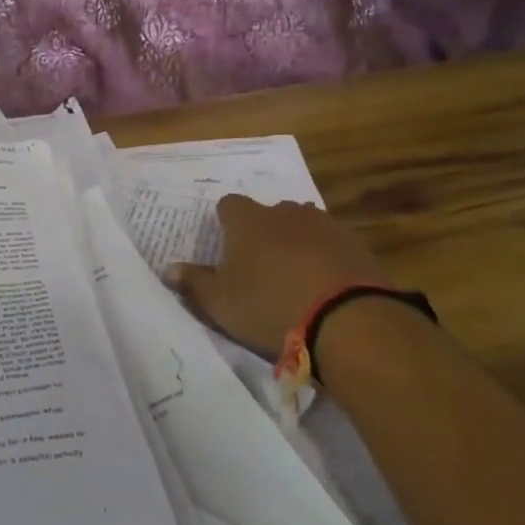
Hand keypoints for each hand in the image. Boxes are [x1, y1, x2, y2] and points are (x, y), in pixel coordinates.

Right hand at [165, 196, 389, 359]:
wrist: (346, 320)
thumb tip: (169, 269)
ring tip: (294, 276)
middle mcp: (285, 212)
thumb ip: (194, 283)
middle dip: (264, 232)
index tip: (226, 245)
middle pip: (268, 213)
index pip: (228, 205)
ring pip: (303, 226)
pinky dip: (326, 258)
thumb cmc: (269, 305)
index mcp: (248, 220)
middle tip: (260, 266)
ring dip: (296, 243)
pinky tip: (325, 285)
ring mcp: (324, 224)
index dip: (225, 222)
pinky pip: (332, 245)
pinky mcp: (355, 244)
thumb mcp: (220, 302)